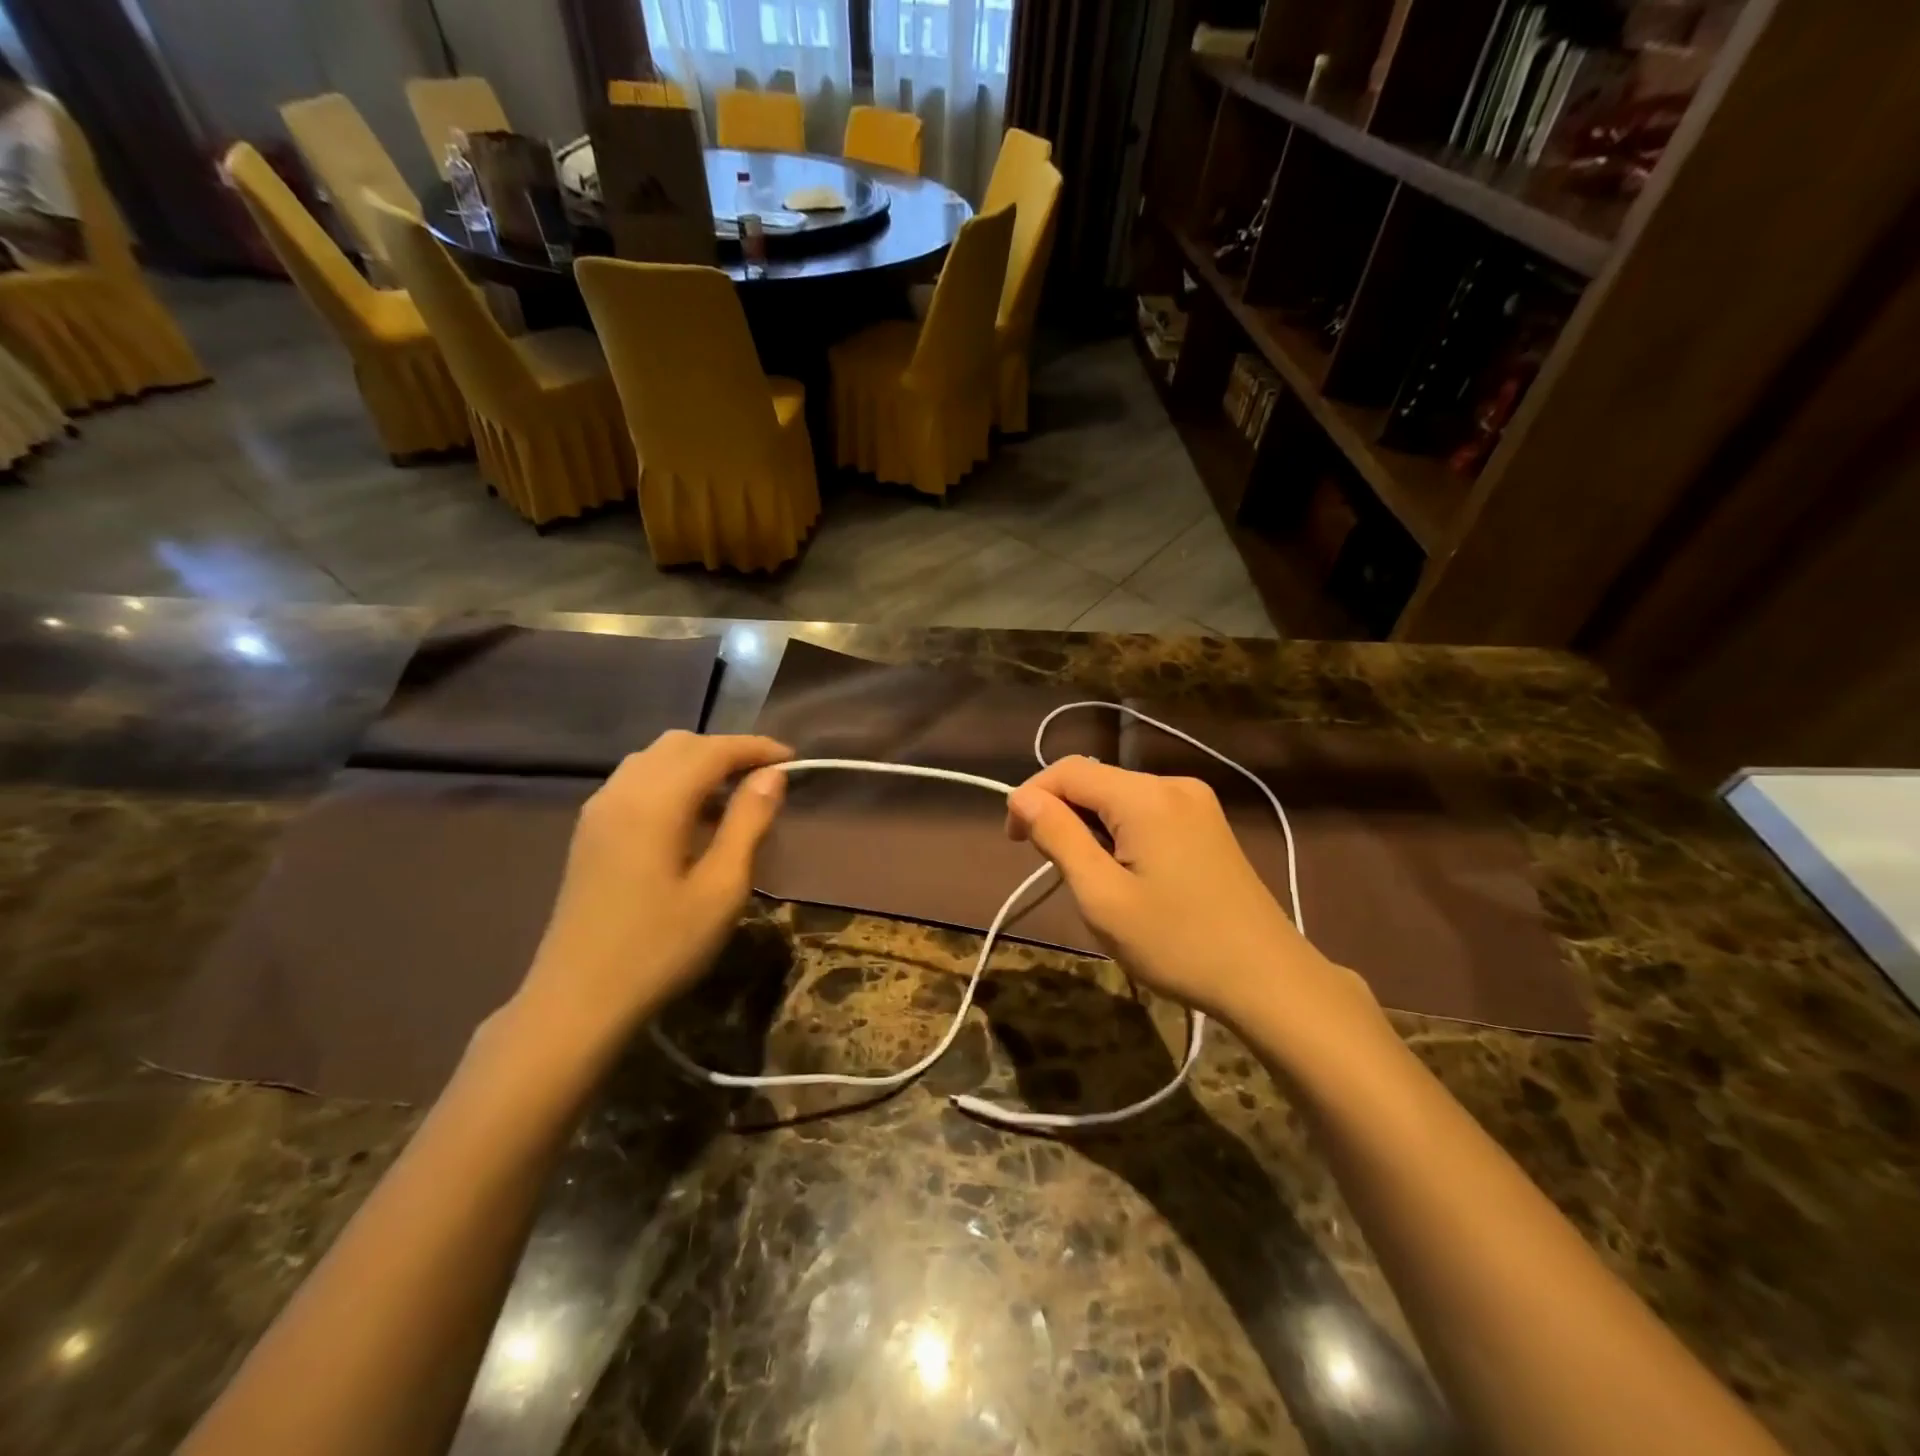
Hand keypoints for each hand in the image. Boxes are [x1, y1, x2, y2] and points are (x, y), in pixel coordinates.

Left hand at [508, 731, 791, 1062]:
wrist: (577, 1001)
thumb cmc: (660, 948)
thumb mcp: (721, 888)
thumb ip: (748, 823)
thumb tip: (772, 775)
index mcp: (654, 802)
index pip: (712, 750)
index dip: (755, 748)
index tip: (792, 759)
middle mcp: (621, 791)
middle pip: (680, 744)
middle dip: (726, 751)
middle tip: (765, 779)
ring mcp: (598, 810)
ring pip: (654, 759)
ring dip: (697, 764)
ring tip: (733, 798)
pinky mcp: (590, 831)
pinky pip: (636, 782)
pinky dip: (671, 781)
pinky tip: (692, 819)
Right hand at [1006, 757, 1381, 1037]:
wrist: (1268, 979)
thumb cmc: (1177, 943)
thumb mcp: (1103, 897)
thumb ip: (1059, 838)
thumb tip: (1022, 798)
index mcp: (1146, 797)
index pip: (1068, 770)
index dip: (1032, 797)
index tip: (1016, 843)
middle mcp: (1173, 784)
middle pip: (1096, 780)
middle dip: (1063, 814)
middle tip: (1056, 869)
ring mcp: (1197, 802)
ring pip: (1120, 797)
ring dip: (1092, 825)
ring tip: (1092, 878)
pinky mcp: (1208, 823)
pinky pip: (1147, 811)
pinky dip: (1121, 831)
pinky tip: (1128, 872)